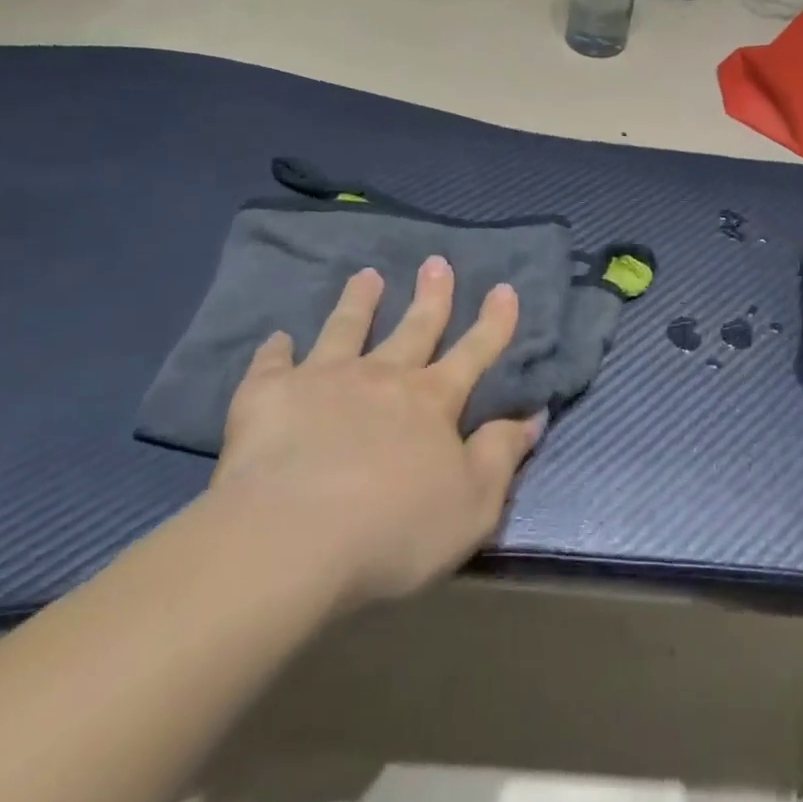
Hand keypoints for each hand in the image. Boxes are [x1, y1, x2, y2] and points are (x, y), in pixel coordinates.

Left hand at [208, 258, 541, 607]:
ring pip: (346, 329)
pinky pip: (273, 363)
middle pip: (413, 328)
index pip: (473, 353)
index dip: (493, 323)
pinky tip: (277, 338)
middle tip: (437, 262)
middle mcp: (382, 377)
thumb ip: (502, 455)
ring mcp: (323, 380)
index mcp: (431, 402)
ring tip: (366, 275)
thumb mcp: (473, 504)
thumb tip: (532, 416)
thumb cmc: (394, 530)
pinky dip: (277, 349)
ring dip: (359, 301)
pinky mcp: (269, 396)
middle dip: (431, 296)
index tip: (505, 288)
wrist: (291, 539)